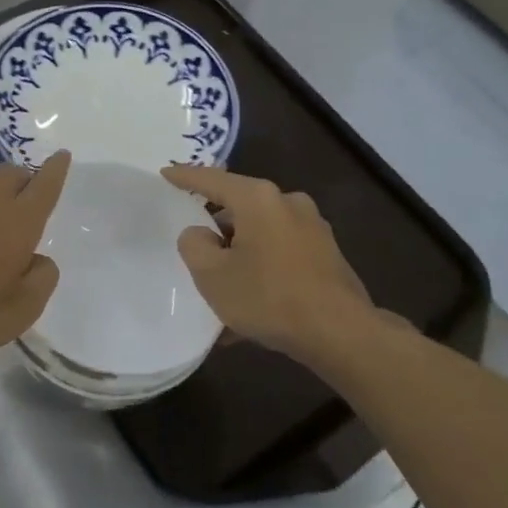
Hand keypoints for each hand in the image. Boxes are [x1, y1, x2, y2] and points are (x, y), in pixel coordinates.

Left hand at [0, 151, 71, 359]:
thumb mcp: (21, 308)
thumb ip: (39, 281)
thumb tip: (39, 261)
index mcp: (17, 224)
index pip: (42, 188)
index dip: (54, 171)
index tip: (61, 154)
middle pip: (8, 177)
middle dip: (23, 176)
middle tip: (33, 188)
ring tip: (3, 240)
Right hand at [161, 166, 374, 362]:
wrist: (342, 334)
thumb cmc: (269, 297)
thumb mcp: (212, 275)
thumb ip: (194, 245)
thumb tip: (201, 233)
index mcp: (258, 198)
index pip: (211, 179)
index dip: (184, 177)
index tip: (165, 173)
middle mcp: (287, 203)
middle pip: (239, 207)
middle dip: (217, 226)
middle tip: (196, 245)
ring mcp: (312, 228)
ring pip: (261, 234)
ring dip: (241, 255)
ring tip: (223, 287)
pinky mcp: (327, 255)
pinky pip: (282, 255)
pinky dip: (263, 271)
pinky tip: (252, 306)